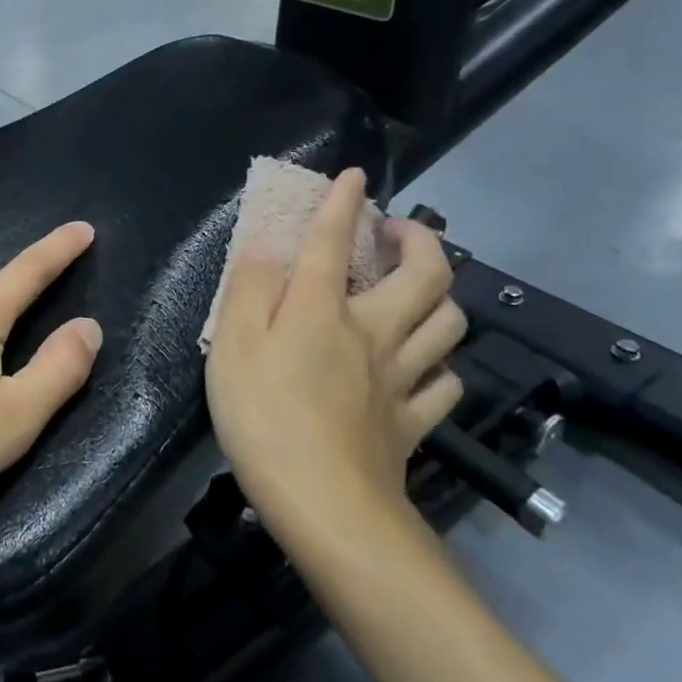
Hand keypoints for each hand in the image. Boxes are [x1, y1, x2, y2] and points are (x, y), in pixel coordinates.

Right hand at [204, 168, 464, 537]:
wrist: (325, 505)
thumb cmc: (264, 417)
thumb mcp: (231, 345)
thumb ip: (249, 288)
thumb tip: (267, 243)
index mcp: (323, 310)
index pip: (334, 241)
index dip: (343, 202)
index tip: (352, 176)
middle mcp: (374, 333)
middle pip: (425, 276)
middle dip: (421, 240)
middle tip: (399, 231)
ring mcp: (402, 379)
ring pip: (449, 324)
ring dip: (442, 294)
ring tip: (418, 287)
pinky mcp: (414, 422)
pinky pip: (446, 384)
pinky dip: (440, 364)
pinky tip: (424, 363)